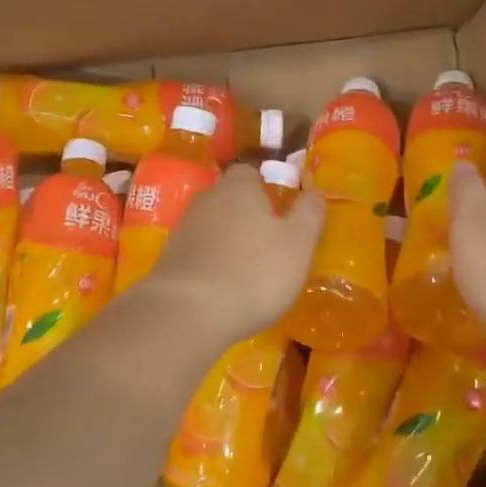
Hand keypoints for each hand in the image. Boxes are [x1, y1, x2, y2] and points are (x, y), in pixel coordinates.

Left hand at [146, 165, 326, 344]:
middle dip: (247, 216)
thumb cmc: (254, 272)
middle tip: (270, 243)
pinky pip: (198, 253)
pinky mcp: (169, 260)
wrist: (188, 313)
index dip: (266, 189)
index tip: (281, 211)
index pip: (250, 173)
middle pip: (229, 199)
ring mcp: (183, 230)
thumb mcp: (298, 243)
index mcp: (238, 188)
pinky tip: (224, 288)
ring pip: (213, 227)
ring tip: (249, 270)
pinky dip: (212, 264)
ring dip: (228, 242)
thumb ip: (310, 213)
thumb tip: (315, 192)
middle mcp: (207, 201)